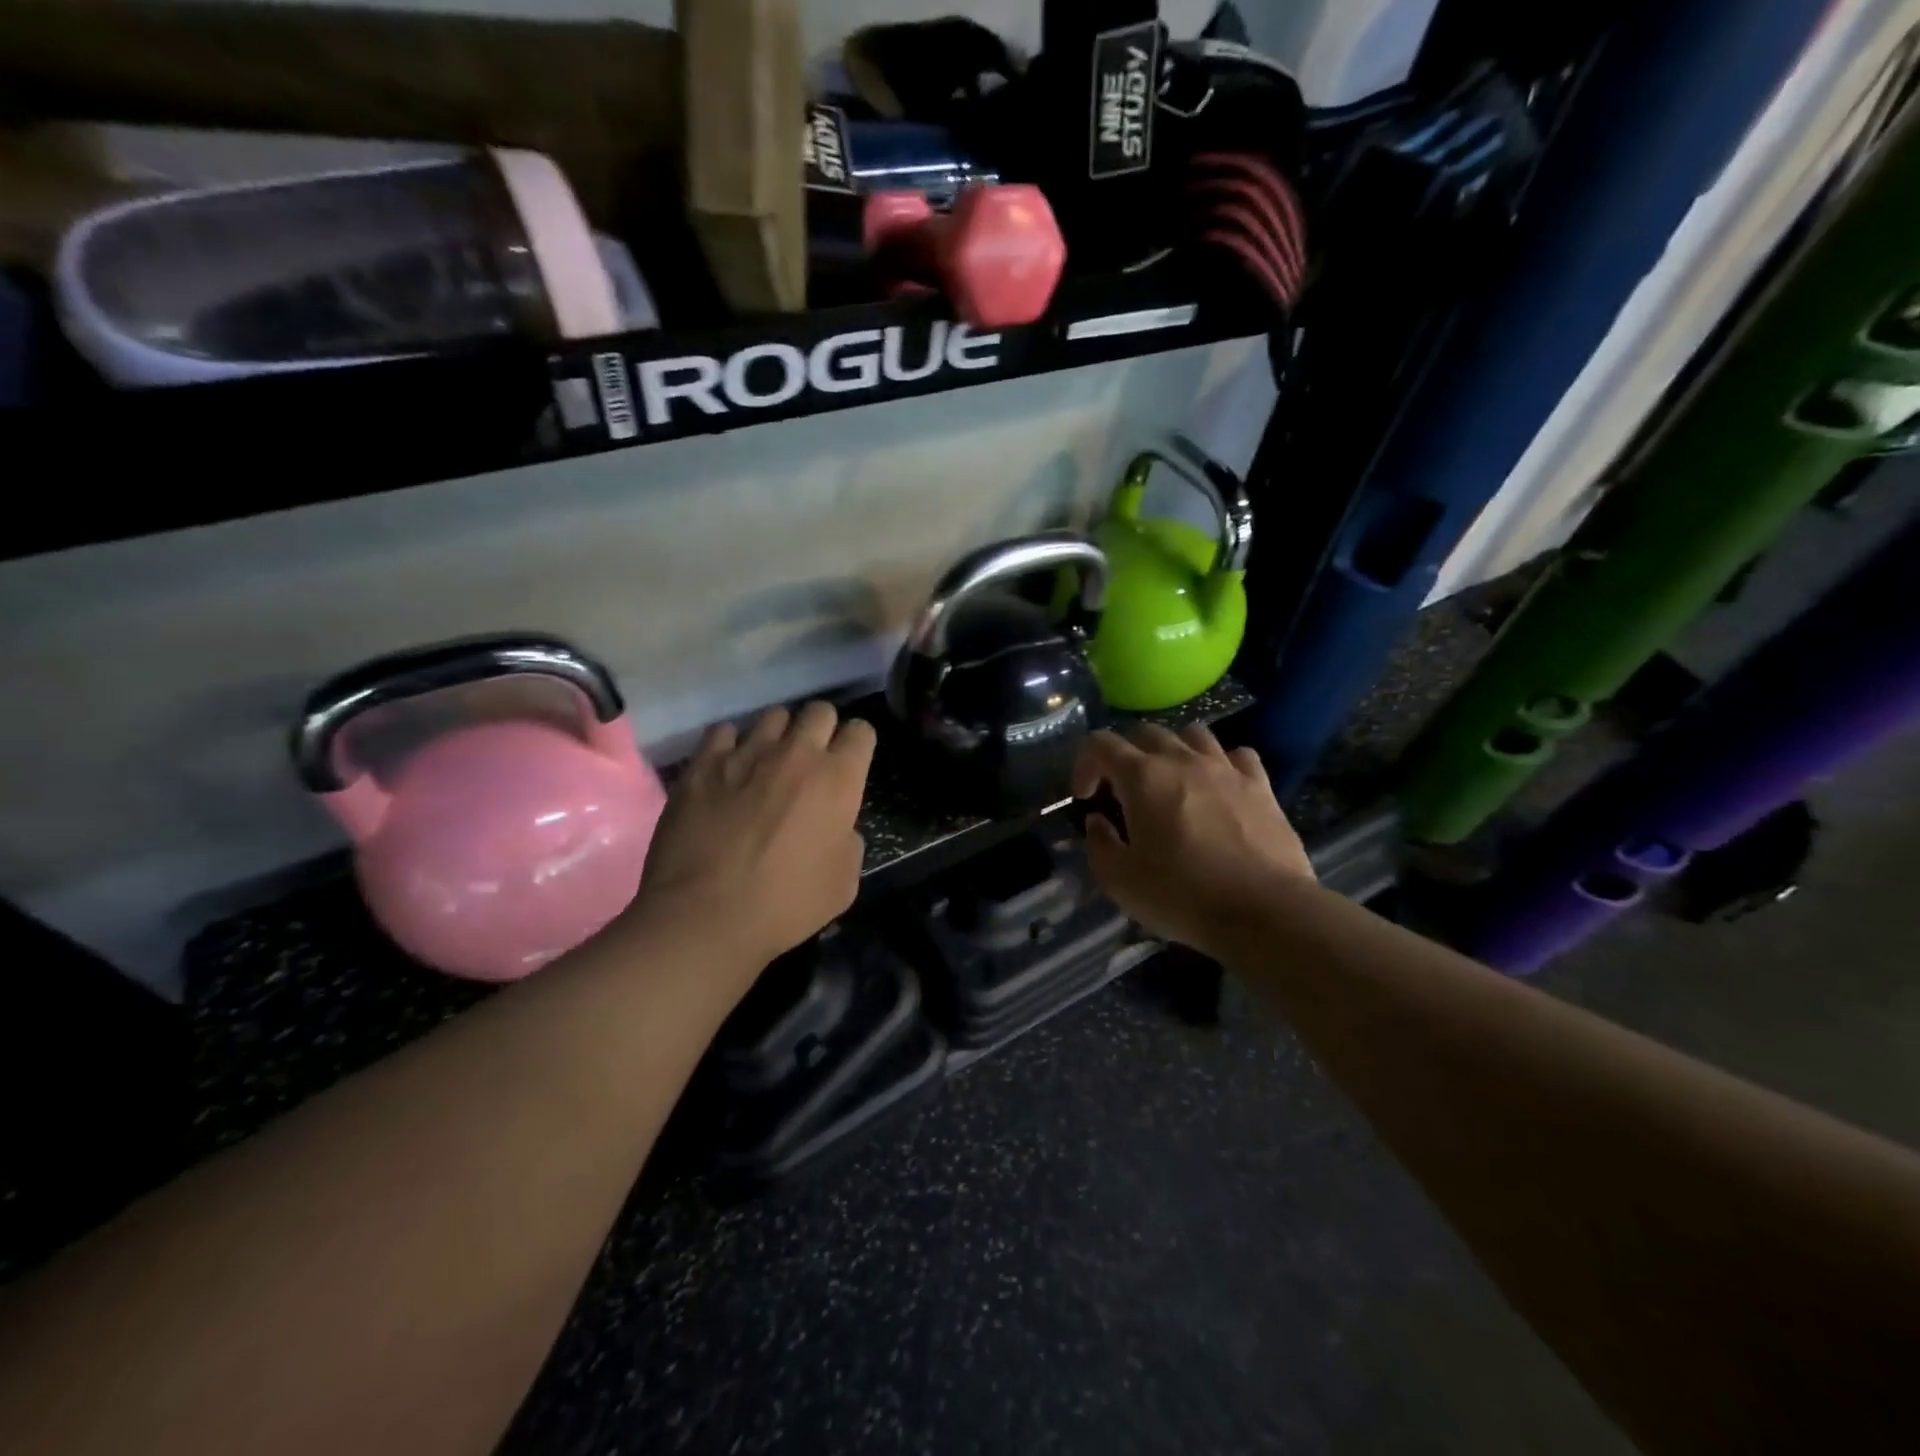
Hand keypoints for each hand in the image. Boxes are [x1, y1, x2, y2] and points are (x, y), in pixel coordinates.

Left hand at [630, 702, 875, 969]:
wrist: (704, 916)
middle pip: (819, 711)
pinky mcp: (703, 763)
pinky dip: (732, 745)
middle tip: (811, 761)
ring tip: (768, 762)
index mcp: (838, 780)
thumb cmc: (785, 905)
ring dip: (779, 735)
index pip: (862, 732)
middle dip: (821, 730)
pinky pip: (724, 732)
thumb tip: (836, 825)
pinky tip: (728, 769)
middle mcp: (796, 754)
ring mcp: (746, 753)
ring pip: (774, 715)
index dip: (858, 746)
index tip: (849, 765)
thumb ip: (848, 841)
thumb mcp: (843, 883)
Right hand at [1072, 724, 1312, 956]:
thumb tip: (1098, 822)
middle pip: (1145, 733)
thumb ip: (1099, 845)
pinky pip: (1237, 755)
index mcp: (1142, 777)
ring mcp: (1226, 768)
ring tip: (1172, 780)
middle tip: (1124, 791)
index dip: (1084, 764)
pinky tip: (1218, 787)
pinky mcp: (1261, 785)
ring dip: (1173, 750)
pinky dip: (1221, 763)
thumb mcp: (1120, 881)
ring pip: (1193, 734)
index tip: (1086, 798)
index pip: (1100, 744)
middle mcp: (1182, 759)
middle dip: (1126, 755)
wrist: (1264, 912)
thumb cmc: (1182, 896)